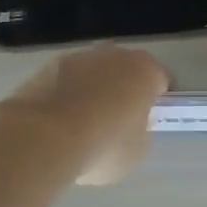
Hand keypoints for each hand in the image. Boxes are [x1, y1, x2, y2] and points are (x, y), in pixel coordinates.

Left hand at [5, 45, 169, 184]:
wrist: (44, 137)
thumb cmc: (104, 145)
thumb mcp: (137, 151)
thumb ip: (140, 132)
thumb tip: (130, 126)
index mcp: (146, 72)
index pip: (162, 79)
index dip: (160, 99)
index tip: (154, 117)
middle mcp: (115, 55)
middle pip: (127, 70)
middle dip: (125, 90)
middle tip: (120, 119)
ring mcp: (79, 58)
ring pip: (94, 73)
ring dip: (94, 90)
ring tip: (84, 122)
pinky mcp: (47, 67)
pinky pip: (67, 82)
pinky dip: (67, 96)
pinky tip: (59, 122)